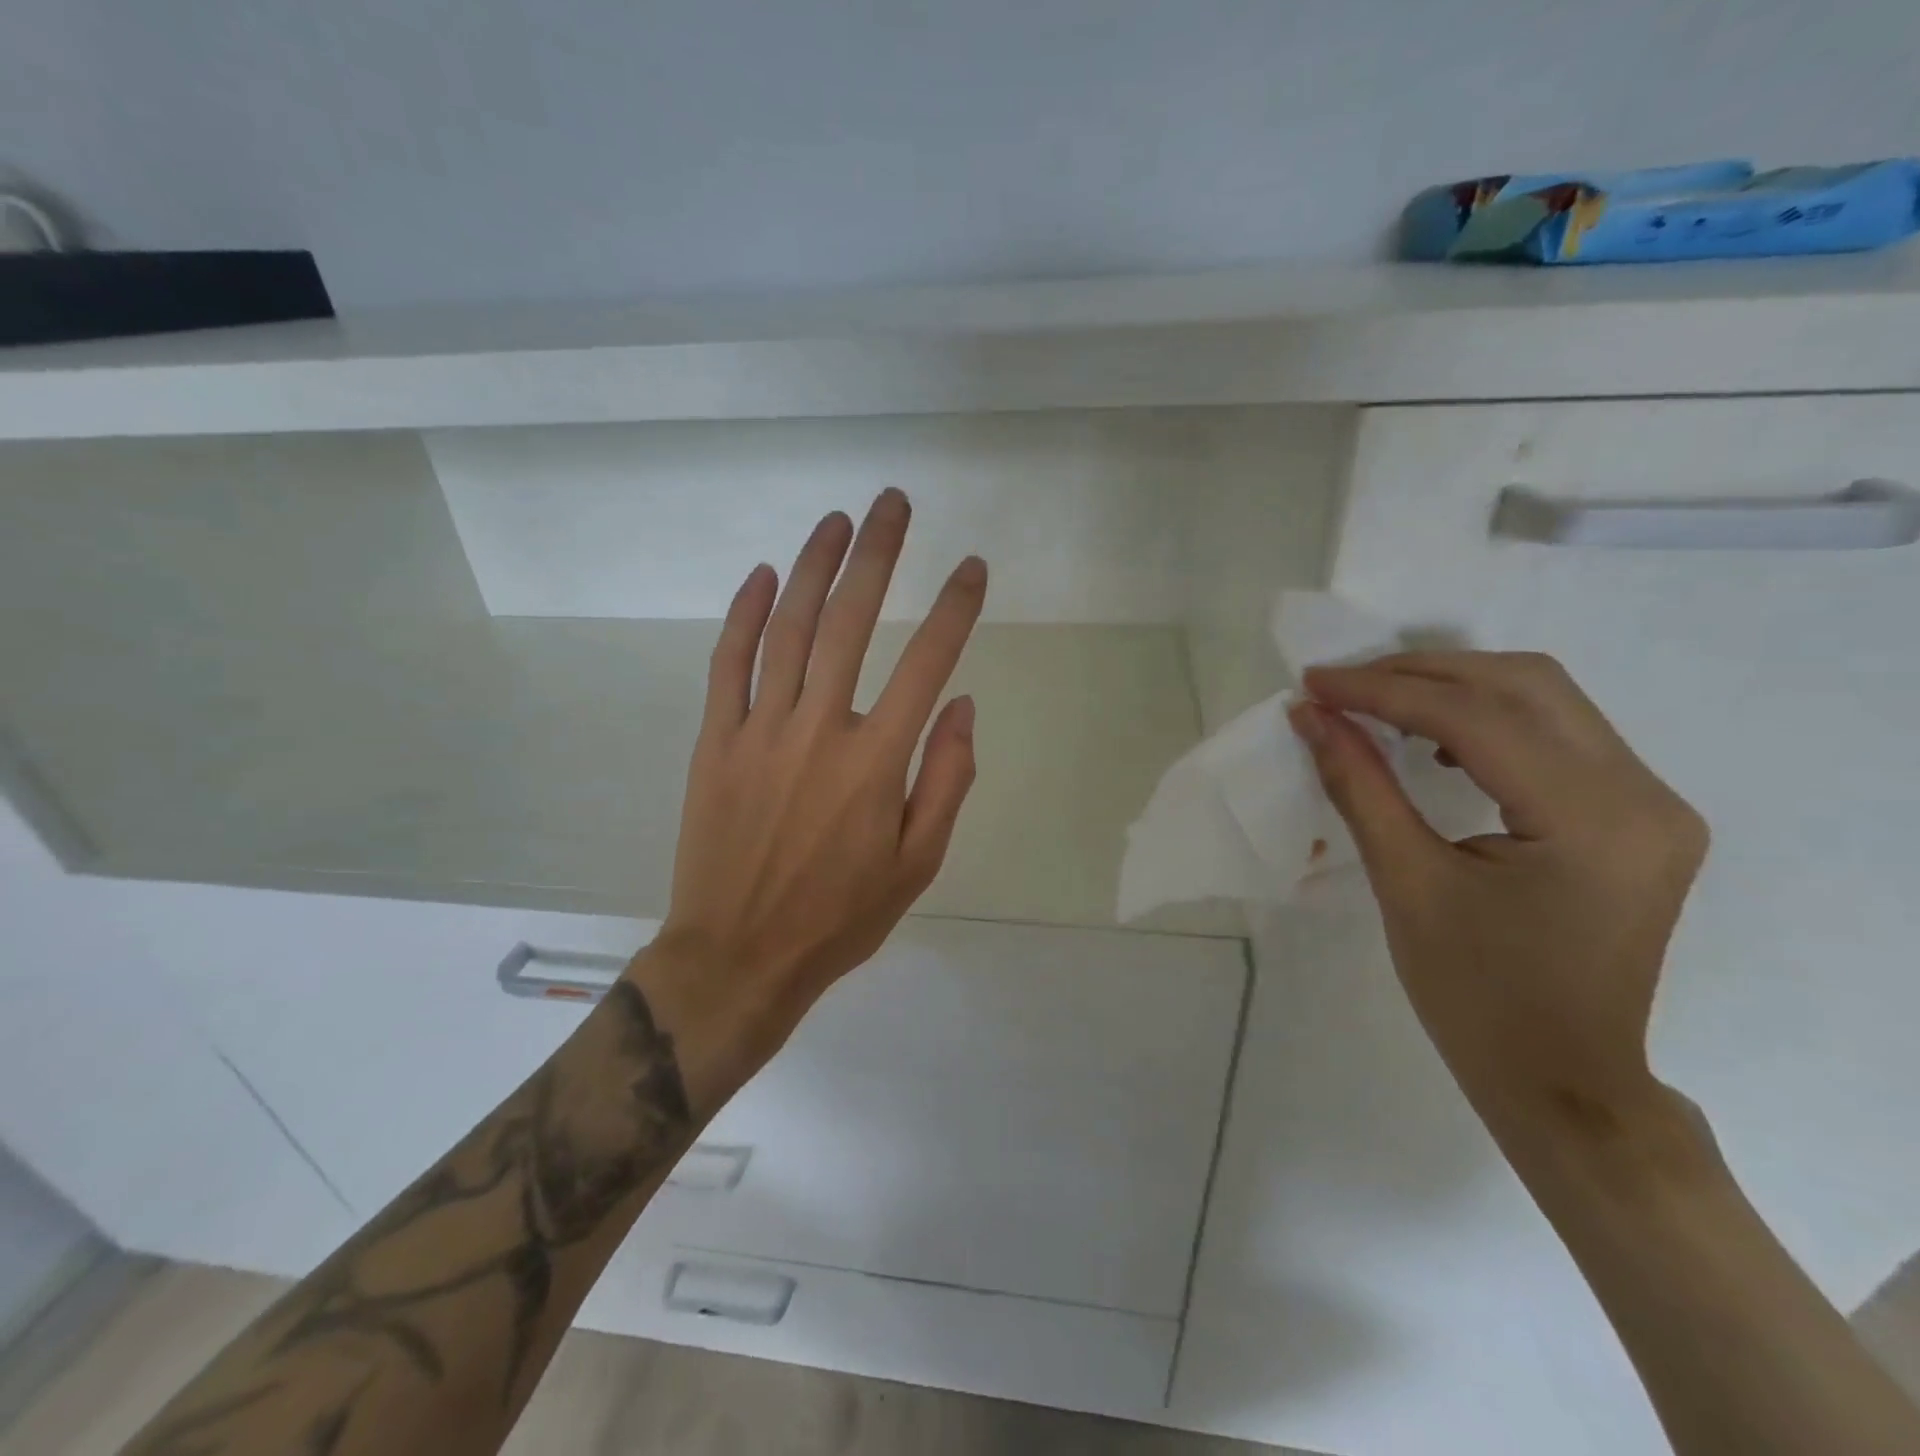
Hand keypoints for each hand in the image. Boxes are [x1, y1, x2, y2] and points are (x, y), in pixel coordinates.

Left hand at [647, 489, 986, 1080]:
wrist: (738, 956)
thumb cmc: (839, 916)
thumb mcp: (917, 864)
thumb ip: (946, 780)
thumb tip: (961, 706)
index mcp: (875, 762)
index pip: (927, 664)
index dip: (955, 610)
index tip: (972, 567)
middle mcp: (819, 730)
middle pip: (851, 622)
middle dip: (879, 555)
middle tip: (894, 503)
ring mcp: (759, 730)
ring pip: (788, 628)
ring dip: (815, 566)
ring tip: (837, 520)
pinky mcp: (715, 741)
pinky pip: (728, 664)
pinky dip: (743, 614)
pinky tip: (762, 575)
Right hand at [1289, 651, 1708, 1135]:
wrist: (1563, 1081)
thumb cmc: (1476, 996)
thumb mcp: (1405, 884)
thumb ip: (1359, 786)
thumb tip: (1311, 716)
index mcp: (1592, 821)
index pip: (1476, 719)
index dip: (1384, 691)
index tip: (1314, 683)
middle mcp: (1644, 795)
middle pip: (1525, 685)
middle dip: (1421, 672)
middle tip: (1343, 684)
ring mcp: (1652, 803)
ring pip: (1546, 699)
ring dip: (1454, 687)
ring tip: (1378, 701)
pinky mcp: (1638, 816)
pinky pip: (1559, 734)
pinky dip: (1488, 718)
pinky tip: (1438, 742)